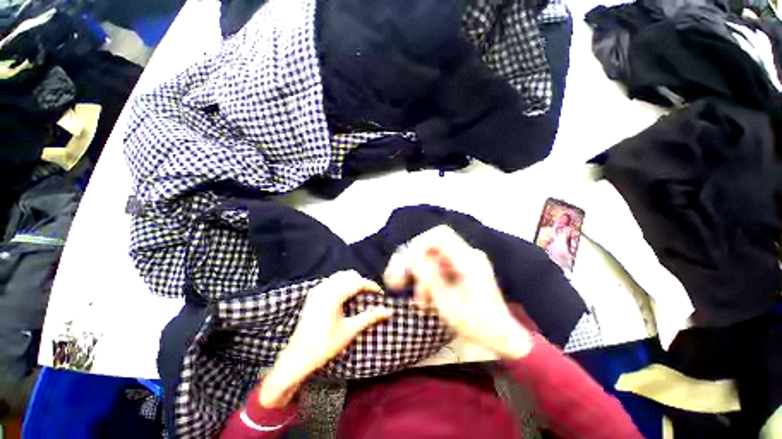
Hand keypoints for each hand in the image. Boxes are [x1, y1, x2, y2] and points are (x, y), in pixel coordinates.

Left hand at [260, 271, 391, 407]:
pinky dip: (341, 284)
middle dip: (362, 282)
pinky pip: (331, 281)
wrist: (297, 358)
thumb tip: (389, 311)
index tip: (381, 293)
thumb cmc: (325, 346)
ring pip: (340, 276)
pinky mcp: (312, 294)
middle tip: (370, 295)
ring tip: (359, 295)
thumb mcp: (350, 331)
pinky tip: (344, 297)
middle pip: (349, 275)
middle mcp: (324, 288)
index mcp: (334, 295)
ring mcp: (317, 290)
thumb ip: (370, 317)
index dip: (371, 286)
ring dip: (351, 282)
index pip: (358, 282)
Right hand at [384, 225, 531, 359]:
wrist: (503, 337)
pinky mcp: (463, 269)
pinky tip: (425, 298)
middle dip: (416, 261)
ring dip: (422, 274)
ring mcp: (466, 261)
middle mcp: (468, 255)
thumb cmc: (477, 324)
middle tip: (403, 281)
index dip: (419, 244)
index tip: (408, 263)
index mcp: (468, 260)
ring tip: (418, 300)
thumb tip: (411, 255)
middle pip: (433, 244)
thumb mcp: (448, 303)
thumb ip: (429, 276)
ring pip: (434, 257)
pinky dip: (430, 279)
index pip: (439, 235)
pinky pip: (440, 266)